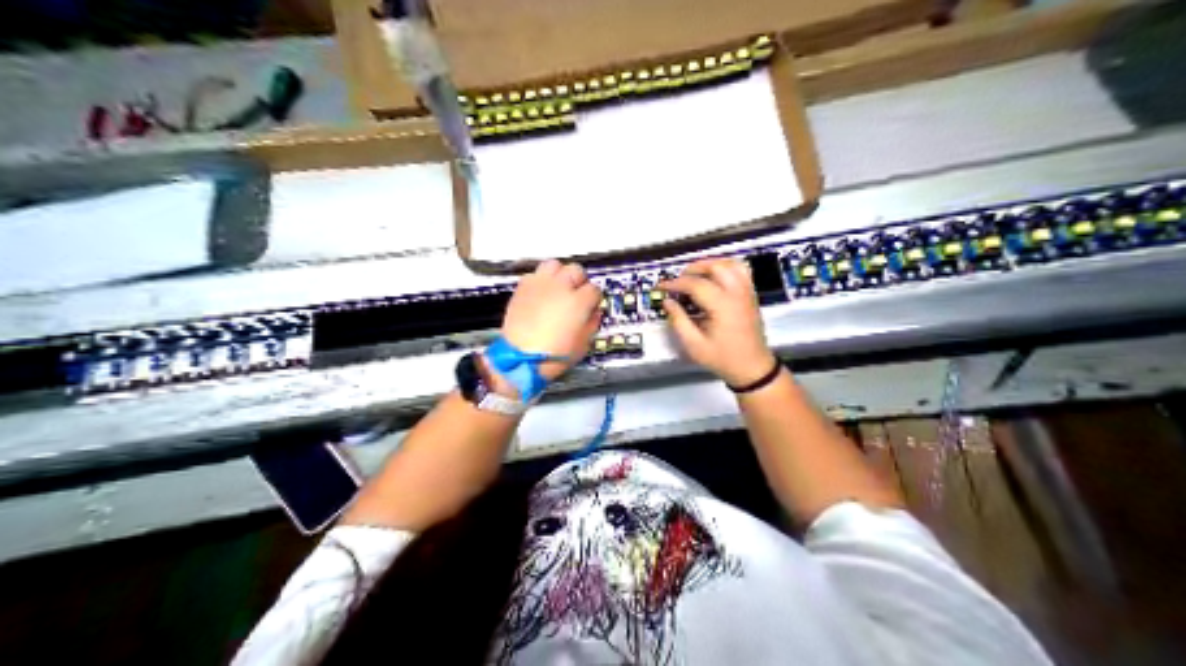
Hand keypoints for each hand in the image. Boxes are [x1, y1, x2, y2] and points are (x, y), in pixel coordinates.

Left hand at [498, 260, 604, 384]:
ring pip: (554, 265)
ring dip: (559, 274)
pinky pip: (535, 274)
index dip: (594, 299)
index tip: (591, 306)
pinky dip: (540, 280)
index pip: (594, 289)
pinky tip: (541, 293)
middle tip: (577, 294)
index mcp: (578, 302)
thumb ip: (592, 324)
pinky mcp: (523, 287)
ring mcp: (540, 284)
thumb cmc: (553, 356)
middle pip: (576, 270)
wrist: (520, 359)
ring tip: (558, 287)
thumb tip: (594, 313)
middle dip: (579, 281)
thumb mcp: (582, 345)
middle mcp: (560, 287)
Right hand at [659, 257, 780, 385]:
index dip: (675, 283)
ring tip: (695, 275)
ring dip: (710, 264)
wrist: (753, 368)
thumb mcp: (694, 345)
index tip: (661, 287)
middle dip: (693, 269)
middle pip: (715, 267)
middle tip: (678, 280)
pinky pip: (740, 270)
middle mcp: (737, 294)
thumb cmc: (724, 359)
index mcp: (722, 306)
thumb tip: (668, 302)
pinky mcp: (751, 295)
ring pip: (730, 264)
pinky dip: (725, 267)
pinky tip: (714, 277)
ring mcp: (747, 292)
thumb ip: (679, 321)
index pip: (695, 284)